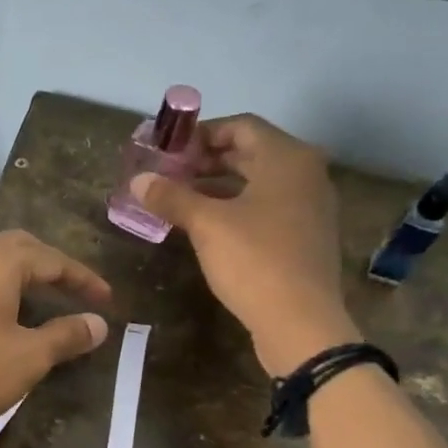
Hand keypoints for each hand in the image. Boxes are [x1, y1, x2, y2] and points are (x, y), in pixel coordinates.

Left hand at [0, 230, 112, 447]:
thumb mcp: (29, 358)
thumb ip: (67, 336)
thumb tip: (99, 324)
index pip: (50, 259)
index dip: (82, 278)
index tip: (106, 299)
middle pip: (13, 249)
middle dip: (46, 267)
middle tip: (70, 290)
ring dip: (8, 273)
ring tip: (27, 295)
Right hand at [132, 115, 356, 375]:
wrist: (300, 321)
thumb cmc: (254, 261)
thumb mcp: (206, 225)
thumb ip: (172, 197)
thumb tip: (138, 180)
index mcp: (286, 157)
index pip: (241, 125)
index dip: (202, 133)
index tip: (169, 150)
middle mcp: (305, 173)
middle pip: (251, 152)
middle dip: (207, 160)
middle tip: (169, 174)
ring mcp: (310, 206)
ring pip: (258, 182)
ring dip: (219, 186)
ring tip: (180, 200)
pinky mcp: (305, 236)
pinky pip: (267, 207)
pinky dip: (237, 207)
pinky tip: (207, 227)